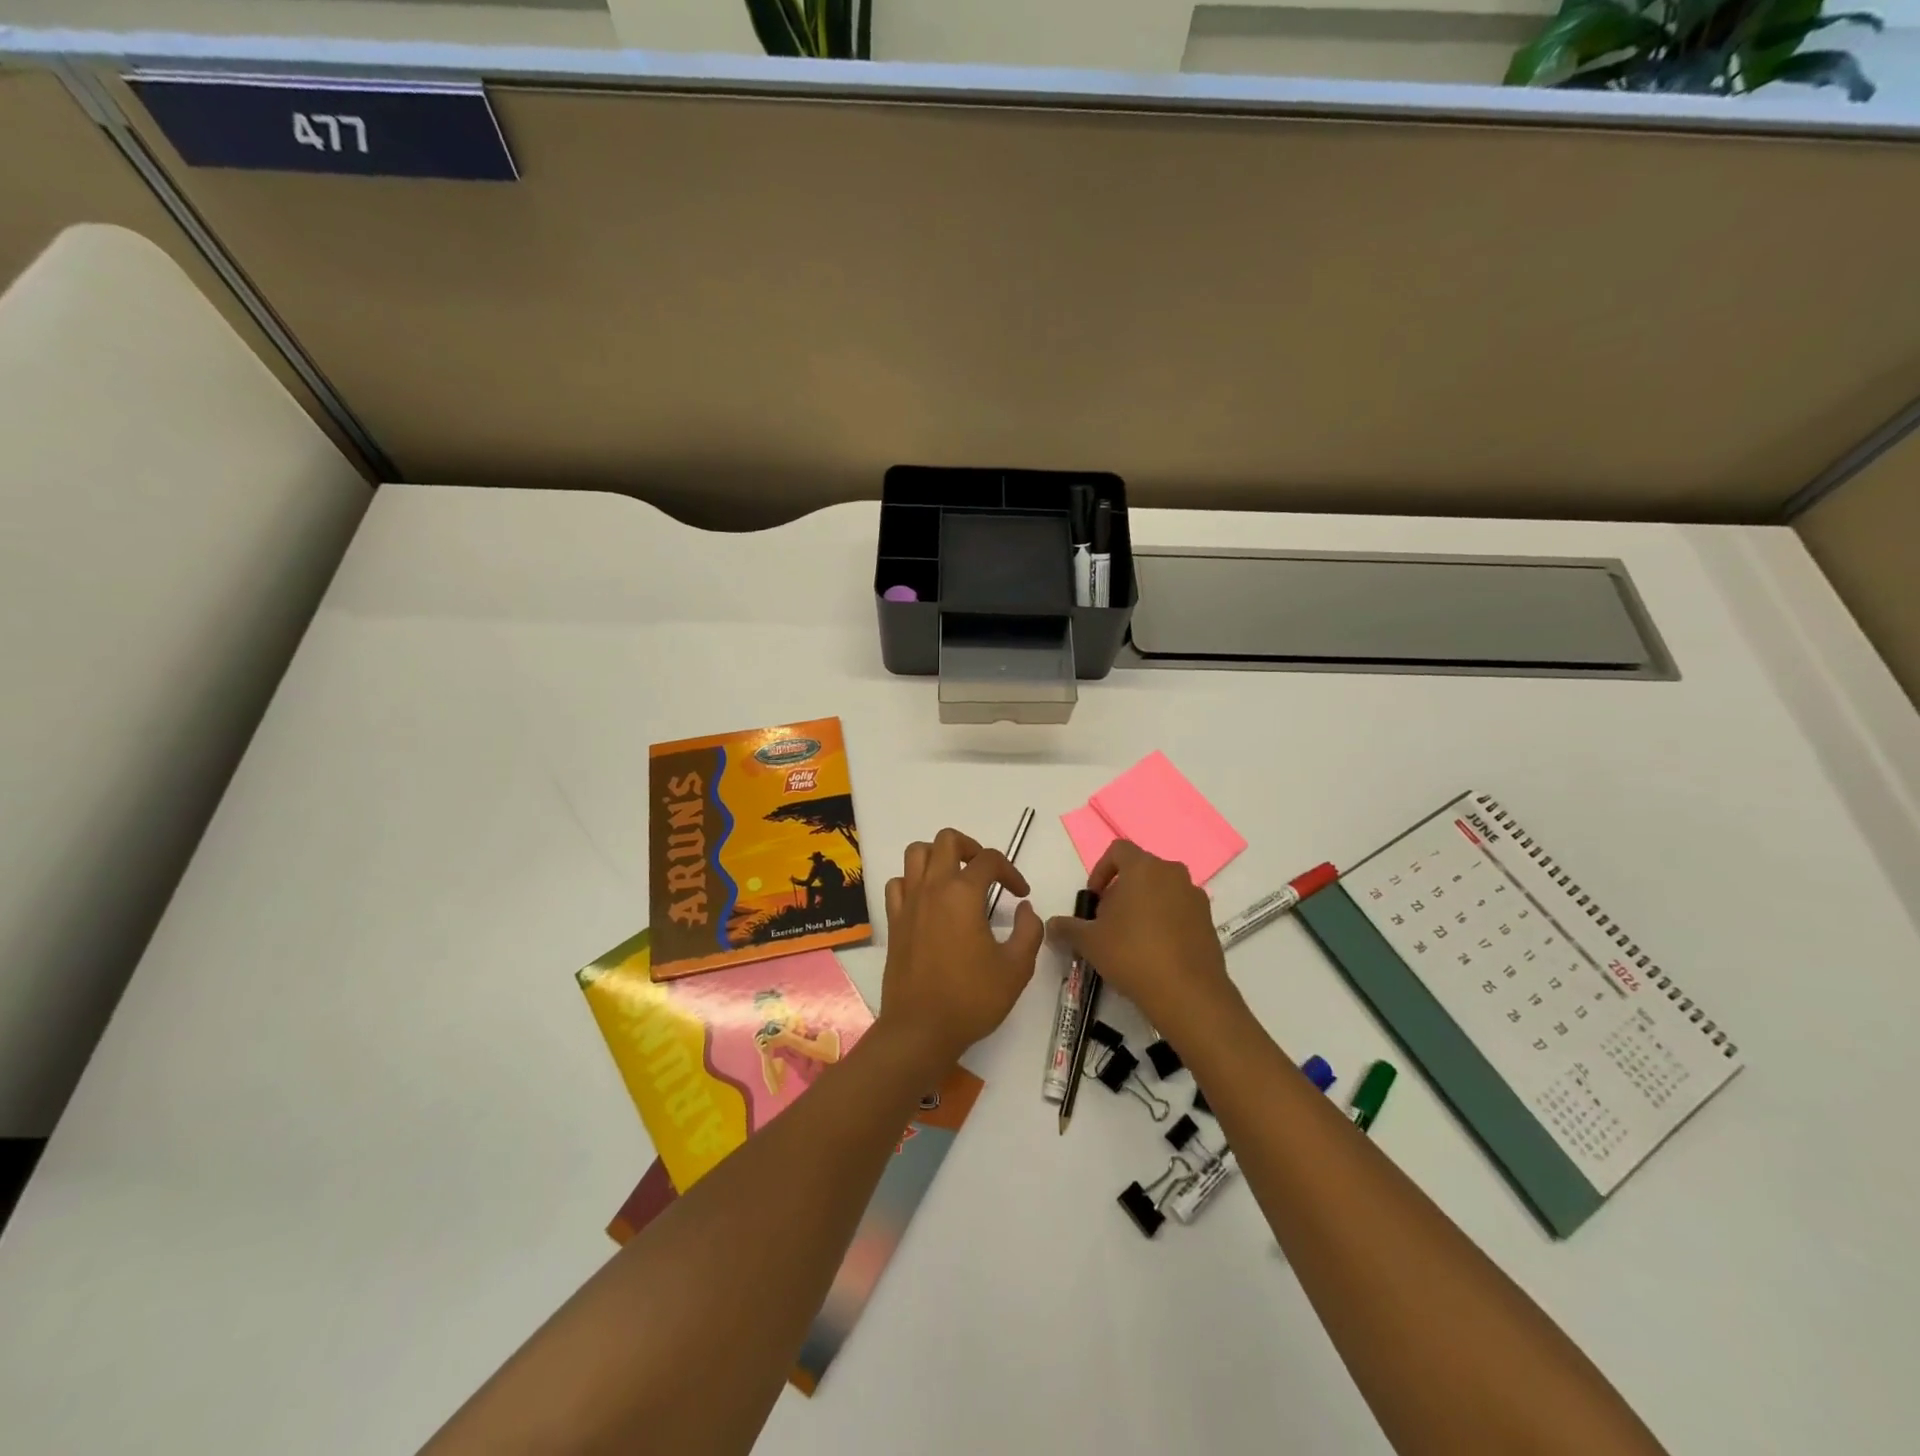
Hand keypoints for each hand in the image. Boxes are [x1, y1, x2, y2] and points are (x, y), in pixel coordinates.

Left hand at [879, 828, 1043, 1068]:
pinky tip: (928, 901)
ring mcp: (908, 903)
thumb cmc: (972, 999)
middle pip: (946, 840)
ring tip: (956, 878)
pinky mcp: (894, 921)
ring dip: (938, 856)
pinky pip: (898, 883)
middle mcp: (932, 888)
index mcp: (963, 894)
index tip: (1021, 895)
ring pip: (916, 853)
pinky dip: (913, 881)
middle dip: (971, 848)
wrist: (920, 1030)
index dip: (1011, 871)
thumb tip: (1025, 909)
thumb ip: (1029, 931)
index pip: (989, 859)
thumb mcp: (1017, 968)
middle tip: (986, 873)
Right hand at [1046, 840, 1235, 1038]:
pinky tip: (1154, 952)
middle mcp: (1173, 873)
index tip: (1094, 899)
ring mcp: (1195, 897)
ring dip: (1144, 905)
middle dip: (1121, 890)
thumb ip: (1067, 928)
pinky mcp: (1209, 921)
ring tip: (1130, 938)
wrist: (1187, 993)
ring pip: (1162, 890)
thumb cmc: (1132, 954)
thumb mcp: (1089, 942)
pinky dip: (1165, 921)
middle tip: (1108, 921)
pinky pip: (1180, 910)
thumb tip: (1051, 926)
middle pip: (1141, 870)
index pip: (1118, 850)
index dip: (1100, 870)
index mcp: (1144, 868)